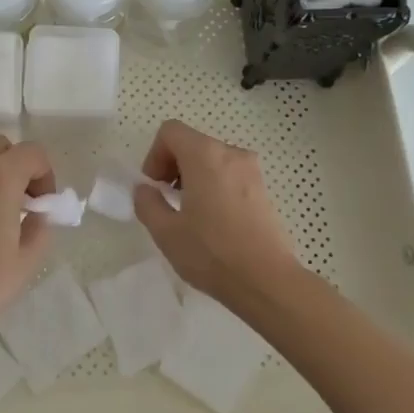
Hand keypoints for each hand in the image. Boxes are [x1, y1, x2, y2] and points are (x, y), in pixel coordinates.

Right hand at [134, 120, 301, 305]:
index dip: (154, 154)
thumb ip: (147, 203)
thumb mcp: (166, 232)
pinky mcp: (263, 189)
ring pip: (212, 159)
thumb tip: (146, 189)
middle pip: (192, 143)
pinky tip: (214, 221)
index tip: (154, 186)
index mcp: (205, 155)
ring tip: (190, 213)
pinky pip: (230, 174)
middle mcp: (231, 153)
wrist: (267, 281)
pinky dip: (214, 185)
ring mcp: (252, 170)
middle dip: (173, 166)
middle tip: (167, 200)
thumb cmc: (212, 253)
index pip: (171, 131)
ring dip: (193, 176)